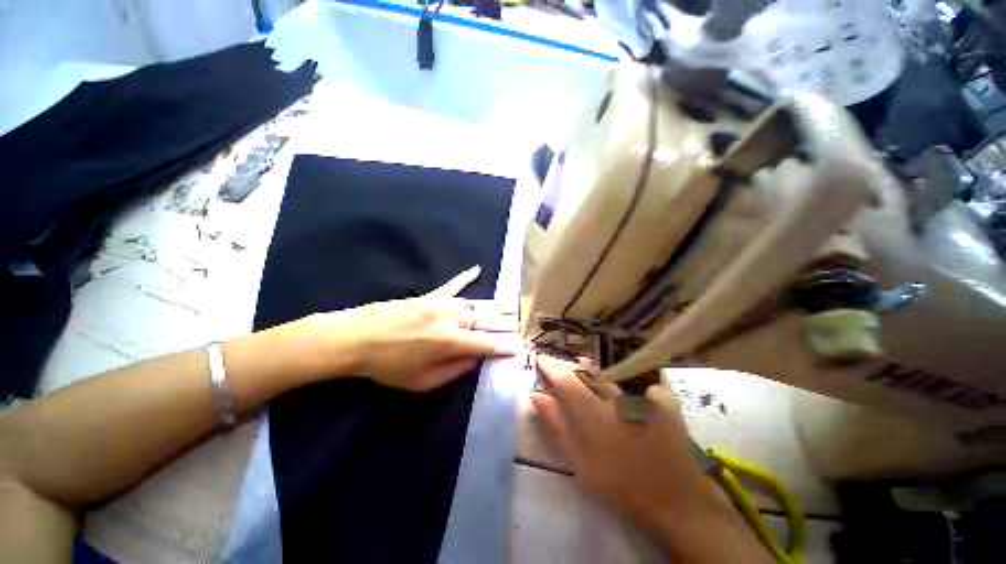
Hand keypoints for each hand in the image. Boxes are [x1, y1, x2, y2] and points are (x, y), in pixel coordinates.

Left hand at [311, 266, 522, 391]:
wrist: (357, 339)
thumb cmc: (389, 365)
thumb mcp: (423, 381)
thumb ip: (454, 370)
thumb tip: (475, 358)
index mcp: (449, 341)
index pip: (486, 344)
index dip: (504, 347)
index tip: (519, 349)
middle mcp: (450, 318)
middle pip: (484, 322)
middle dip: (500, 329)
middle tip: (512, 333)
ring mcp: (440, 304)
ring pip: (473, 307)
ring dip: (487, 314)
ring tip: (502, 317)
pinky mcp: (429, 296)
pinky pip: (452, 285)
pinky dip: (465, 278)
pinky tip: (476, 269)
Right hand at [531, 356, 768, 561]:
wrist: (680, 502)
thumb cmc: (624, 487)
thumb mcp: (582, 464)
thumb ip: (558, 427)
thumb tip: (536, 396)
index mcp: (595, 415)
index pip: (567, 380)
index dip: (551, 366)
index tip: (541, 358)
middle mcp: (618, 399)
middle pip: (589, 378)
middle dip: (577, 379)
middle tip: (575, 393)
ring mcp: (643, 398)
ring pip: (613, 384)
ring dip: (603, 389)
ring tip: (608, 411)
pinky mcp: (664, 401)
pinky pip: (641, 387)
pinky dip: (635, 396)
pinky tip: (639, 412)